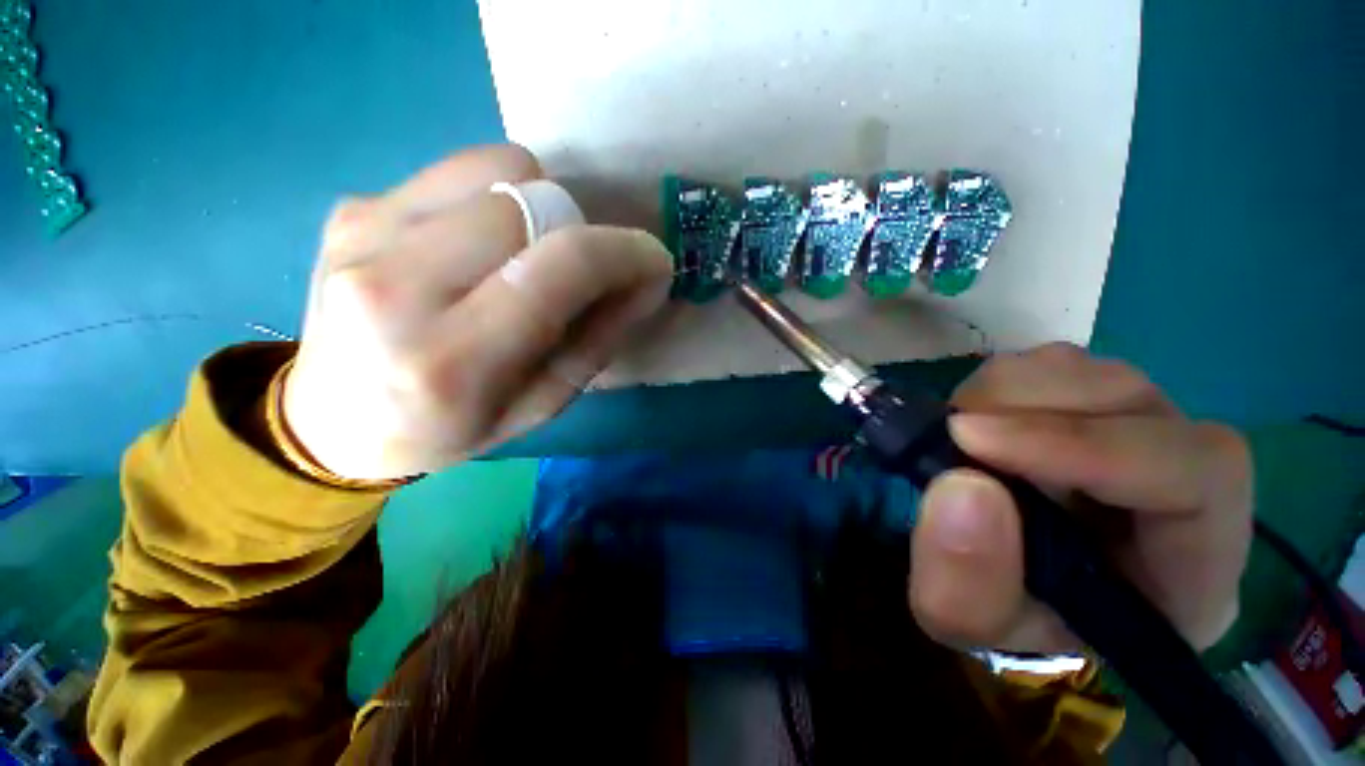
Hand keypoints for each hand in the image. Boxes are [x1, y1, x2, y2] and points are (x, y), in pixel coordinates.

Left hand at [282, 145, 673, 479]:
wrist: (332, 422)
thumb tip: (649, 279)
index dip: (621, 252)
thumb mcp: (543, 403)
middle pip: (529, 201)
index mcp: (455, 360)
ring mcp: (364, 233)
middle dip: (579, 229)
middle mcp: (397, 286)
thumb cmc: (451, 428)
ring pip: (495, 168)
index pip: (559, 267)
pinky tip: (479, 245)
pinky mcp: (350, 206)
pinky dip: (495, 198)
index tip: (652, 259)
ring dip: (540, 205)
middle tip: (579, 269)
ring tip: (528, 254)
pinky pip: (457, 171)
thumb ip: (600, 338)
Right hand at [908, 343, 1252, 651]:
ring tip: (959, 429)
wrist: (1008, 586)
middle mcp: (1186, 487)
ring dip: (1012, 390)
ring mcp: (1143, 435)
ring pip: (1097, 375)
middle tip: (953, 431)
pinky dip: (1004, 382)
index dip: (1086, 446)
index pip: (1197, 478)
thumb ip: (965, 583)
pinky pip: (1060, 368)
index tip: (971, 439)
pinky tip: (977, 418)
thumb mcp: (968, 622)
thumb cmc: (1007, 616)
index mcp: (1191, 569)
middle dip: (1034, 409)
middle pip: (1143, 407)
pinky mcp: (1097, 409)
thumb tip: (961, 486)